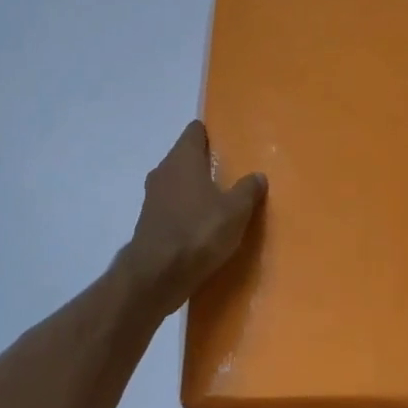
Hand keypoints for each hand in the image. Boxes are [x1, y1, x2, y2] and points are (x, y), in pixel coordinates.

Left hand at [118, 121, 265, 313]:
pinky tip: (203, 226)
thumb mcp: (235, 211)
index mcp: (183, 158)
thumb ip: (247, 190)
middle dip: (205, 162)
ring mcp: (152, 197)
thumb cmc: (198, 232)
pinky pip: (172, 207)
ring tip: (220, 201)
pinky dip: (186, 211)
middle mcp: (164, 171)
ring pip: (178, 183)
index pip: (194, 130)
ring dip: (195, 189)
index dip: (211, 133)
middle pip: (185, 156)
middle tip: (231, 172)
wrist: (156, 276)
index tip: (228, 141)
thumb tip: (258, 175)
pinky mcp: (149, 223)